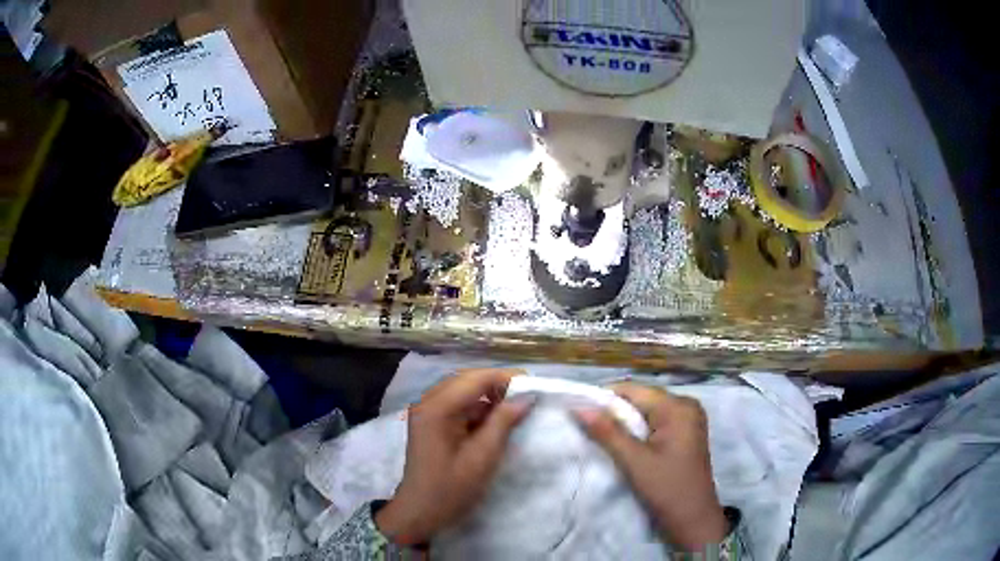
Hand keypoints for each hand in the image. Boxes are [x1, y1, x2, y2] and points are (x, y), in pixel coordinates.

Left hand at [375, 369, 531, 544]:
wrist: (420, 512)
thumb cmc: (452, 488)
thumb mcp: (483, 456)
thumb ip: (504, 422)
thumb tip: (526, 397)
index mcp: (437, 408)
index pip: (475, 379)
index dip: (505, 378)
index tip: (534, 386)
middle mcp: (428, 402)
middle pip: (467, 381)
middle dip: (497, 385)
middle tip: (527, 396)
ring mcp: (427, 412)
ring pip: (462, 392)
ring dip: (488, 397)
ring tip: (516, 408)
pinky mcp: (431, 423)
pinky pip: (457, 406)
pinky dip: (478, 409)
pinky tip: (496, 421)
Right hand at [574, 383, 727, 550]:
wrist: (694, 520)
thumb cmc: (667, 489)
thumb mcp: (634, 461)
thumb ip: (607, 432)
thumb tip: (578, 406)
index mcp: (678, 407)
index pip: (633, 390)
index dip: (604, 398)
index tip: (578, 412)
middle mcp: (686, 405)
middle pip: (641, 399)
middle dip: (614, 412)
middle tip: (587, 428)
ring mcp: (688, 420)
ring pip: (647, 412)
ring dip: (624, 423)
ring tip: (601, 437)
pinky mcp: (686, 434)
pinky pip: (656, 422)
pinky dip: (638, 431)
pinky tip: (624, 444)